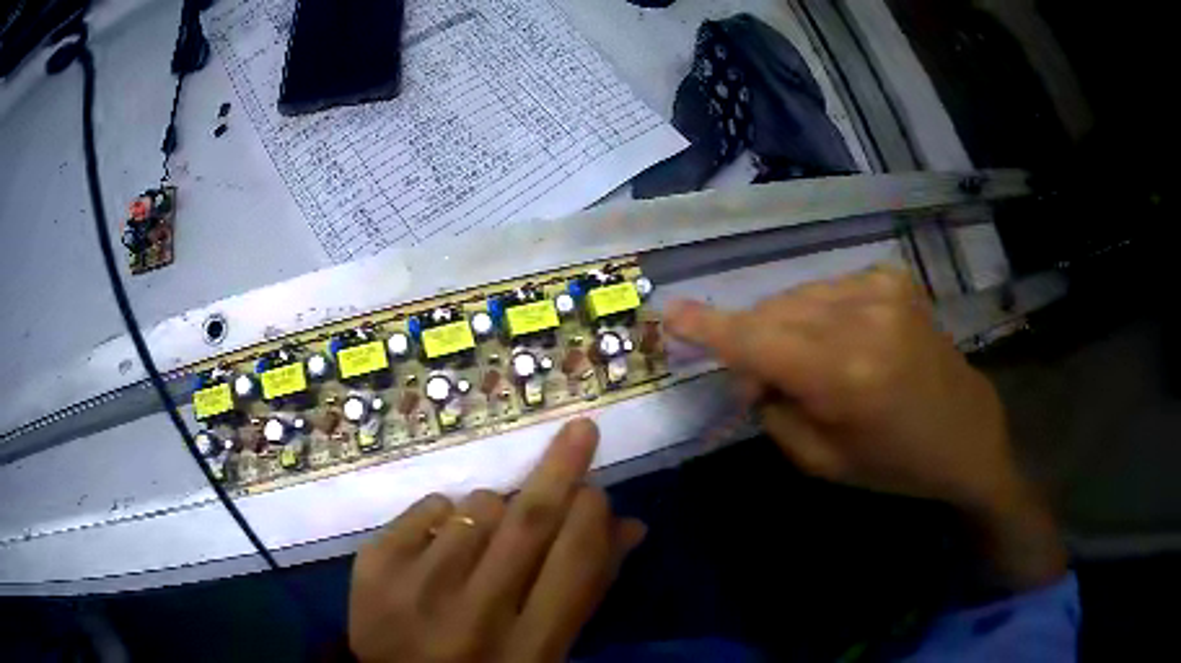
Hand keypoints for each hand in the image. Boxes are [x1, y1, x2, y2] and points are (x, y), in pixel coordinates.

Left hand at [348, 419, 645, 662]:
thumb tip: (627, 525)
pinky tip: (441, 548)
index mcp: (527, 650)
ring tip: (485, 544)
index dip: (592, 515)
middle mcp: (474, 615)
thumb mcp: (543, 654)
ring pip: (479, 506)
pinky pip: (430, 506)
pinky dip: (446, 515)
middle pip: (529, 519)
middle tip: (579, 432)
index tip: (596, 489)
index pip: (574, 562)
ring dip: (497, 510)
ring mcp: (417, 587)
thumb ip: (583, 593)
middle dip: (562, 468)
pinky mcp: (374, 565)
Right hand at [664, 266, 1065, 588]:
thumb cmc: (895, 464)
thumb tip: (748, 372)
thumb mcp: (823, 461)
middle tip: (759, 381)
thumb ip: (774, 411)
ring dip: (786, 326)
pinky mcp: (894, 279)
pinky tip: (839, 340)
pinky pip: (829, 290)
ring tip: (805, 362)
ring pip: (799, 297)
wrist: (967, 432)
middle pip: (775, 313)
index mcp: (846, 375)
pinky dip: (819, 313)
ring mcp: (883, 290)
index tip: (669, 313)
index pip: (759, 342)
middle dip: (753, 340)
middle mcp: (863, 319)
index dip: (710, 327)